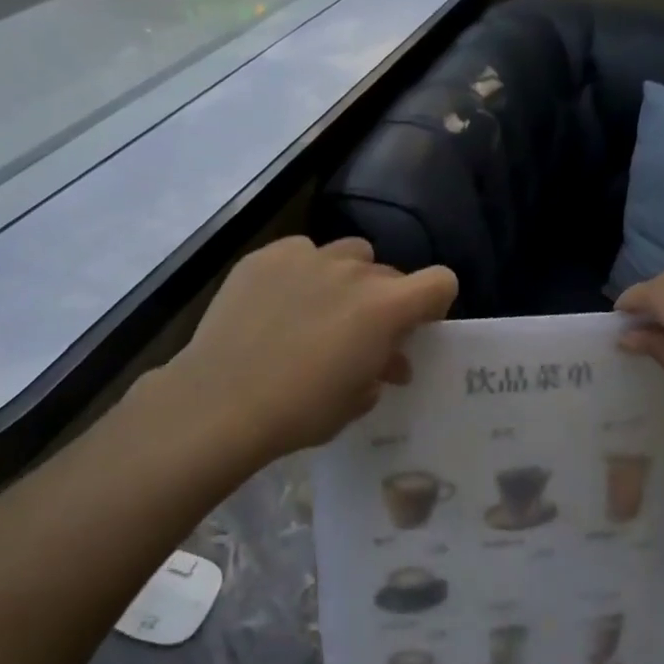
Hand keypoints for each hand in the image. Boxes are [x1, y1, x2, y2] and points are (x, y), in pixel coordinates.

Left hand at [164, 236, 457, 467]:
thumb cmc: (300, 410)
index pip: (441, 281)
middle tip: (359, 335)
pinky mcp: (267, 256)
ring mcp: (308, 256)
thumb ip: (382, 370)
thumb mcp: (357, 400)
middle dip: (385, 301)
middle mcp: (354, 271)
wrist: (222, 401)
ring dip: (347, 279)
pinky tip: (279, 302)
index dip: (434, 303)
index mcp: (386, 307)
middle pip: (390, 273)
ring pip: (348, 254)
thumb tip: (388, 360)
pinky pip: (302, 253)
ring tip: (320, 311)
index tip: (415, 328)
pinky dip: (302, 272)